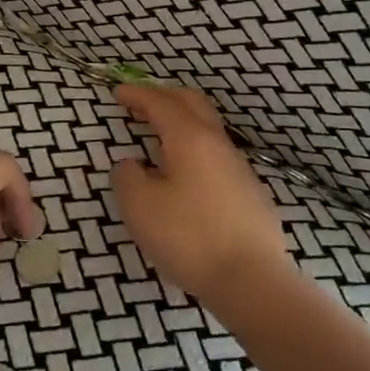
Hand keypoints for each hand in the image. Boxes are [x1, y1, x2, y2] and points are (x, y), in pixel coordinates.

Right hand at [112, 84, 292, 302]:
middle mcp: (217, 144)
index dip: (137, 94)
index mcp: (189, 138)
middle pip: (192, 103)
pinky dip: (194, 147)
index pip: (160, 103)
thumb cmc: (189, 237)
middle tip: (140, 102)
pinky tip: (185, 172)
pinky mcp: (249, 192)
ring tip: (159, 135)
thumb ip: (127, 177)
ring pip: (208, 128)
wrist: (252, 279)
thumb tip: (131, 164)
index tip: (117, 91)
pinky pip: (216, 154)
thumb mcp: (140, 207)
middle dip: (164, 96)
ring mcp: (238, 167)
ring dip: (182, 121)